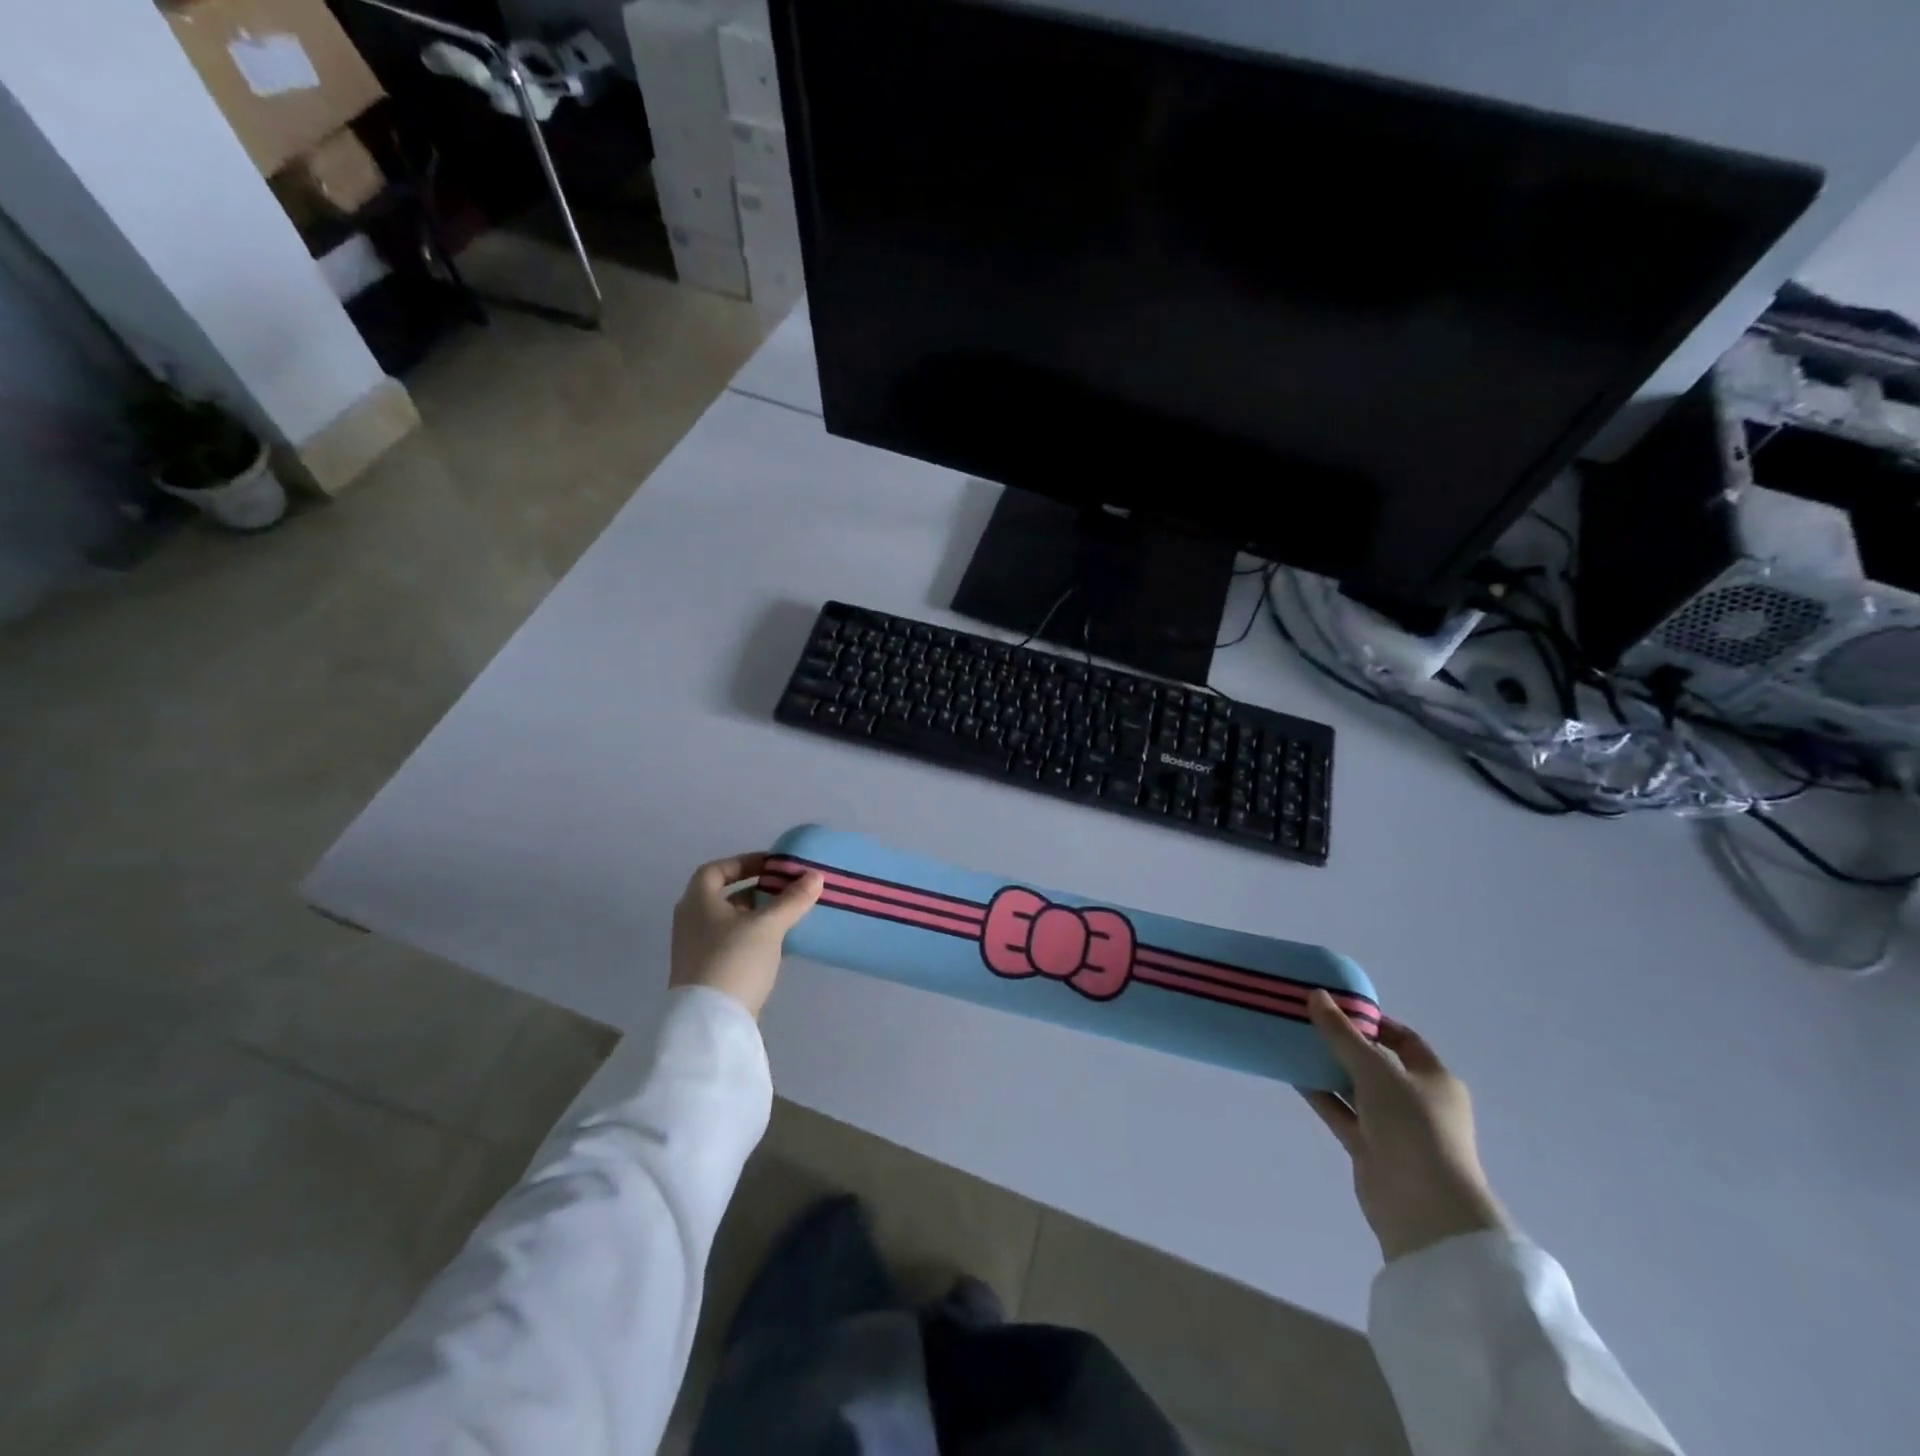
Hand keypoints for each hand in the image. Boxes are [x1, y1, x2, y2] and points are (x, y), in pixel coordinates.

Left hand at [669, 853, 823, 1018]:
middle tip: (787, 889)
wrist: (710, 1022)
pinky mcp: (707, 973)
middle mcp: (691, 921)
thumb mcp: (768, 925)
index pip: (716, 870)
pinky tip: (778, 943)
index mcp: (697, 901)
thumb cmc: (734, 959)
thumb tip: (815, 875)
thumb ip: (792, 899)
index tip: (772, 865)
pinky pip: (732, 944)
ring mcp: (696, 950)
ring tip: (789, 914)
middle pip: (724, 896)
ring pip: (730, 922)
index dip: (744, 862)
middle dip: (757, 890)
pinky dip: (753, 937)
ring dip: (757, 915)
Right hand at [1304, 990, 1508, 1263]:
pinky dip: (1320, 1094)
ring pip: (1354, 1088)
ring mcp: (1392, 1127)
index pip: (1403, 1039)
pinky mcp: (1369, 1148)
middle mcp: (1416, 1100)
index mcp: (1433, 1079)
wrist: (1425, 1209)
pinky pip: (1341, 1112)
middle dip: (1342, 1043)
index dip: (1372, 1021)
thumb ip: (1342, 1034)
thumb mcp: (1376, 1071)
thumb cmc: (1413, 1128)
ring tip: (1292, 1041)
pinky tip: (1292, 1074)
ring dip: (1327, 1068)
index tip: (1336, 1006)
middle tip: (1306, 1020)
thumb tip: (1316, 996)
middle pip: (1375, 1062)